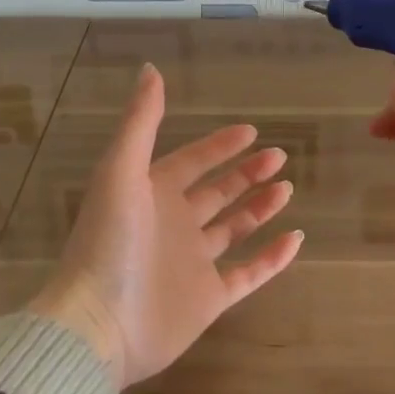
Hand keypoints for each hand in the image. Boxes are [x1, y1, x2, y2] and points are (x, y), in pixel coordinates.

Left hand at [29, 64, 303, 387]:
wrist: (99, 325)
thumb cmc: (109, 243)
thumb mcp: (120, 172)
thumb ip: (140, 122)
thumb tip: (149, 69)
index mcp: (152, 194)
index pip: (192, 162)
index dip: (219, 145)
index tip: (251, 131)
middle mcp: (173, 225)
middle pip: (218, 192)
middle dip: (247, 173)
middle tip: (279, 157)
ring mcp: (193, 263)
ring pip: (234, 229)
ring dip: (259, 208)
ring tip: (286, 188)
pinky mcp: (208, 298)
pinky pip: (248, 274)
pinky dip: (273, 258)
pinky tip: (296, 238)